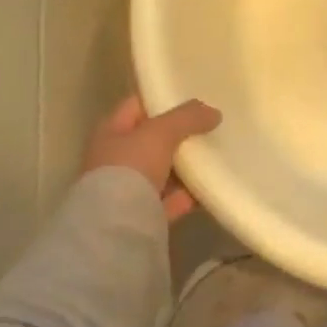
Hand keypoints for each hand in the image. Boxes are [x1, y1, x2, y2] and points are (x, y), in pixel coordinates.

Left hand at [81, 95, 220, 220]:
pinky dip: (189, 193)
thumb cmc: (130, 168)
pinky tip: (211, 185)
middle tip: (209, 125)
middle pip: (152, 139)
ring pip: (163, 170)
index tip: (191, 96)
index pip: (137, 106)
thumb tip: (213, 113)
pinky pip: (172, 199)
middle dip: (178, 133)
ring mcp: (128, 190)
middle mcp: (115, 159)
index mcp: (110, 133)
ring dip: (186, 164)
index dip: (162, 98)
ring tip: (216, 152)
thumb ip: (187, 117)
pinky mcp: (144, 216)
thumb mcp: (161, 132)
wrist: (116, 229)